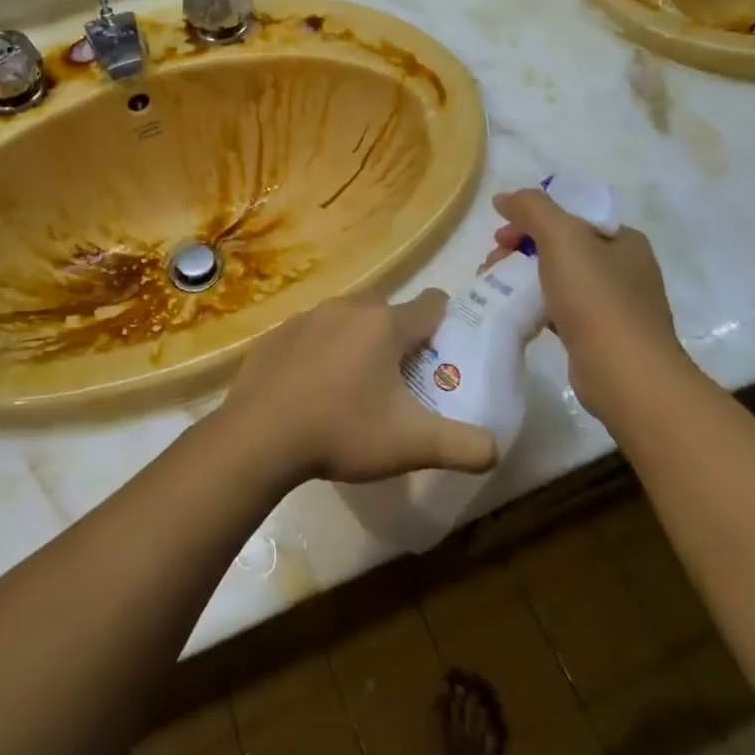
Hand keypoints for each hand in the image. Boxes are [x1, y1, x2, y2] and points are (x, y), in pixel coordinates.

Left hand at [223, 290, 497, 484]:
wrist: (258, 437)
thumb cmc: (342, 432)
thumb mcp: (412, 445)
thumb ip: (464, 446)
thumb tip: (496, 449)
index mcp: (385, 324)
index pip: (432, 305)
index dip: (445, 324)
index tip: (444, 351)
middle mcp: (347, 308)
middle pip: (388, 312)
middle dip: (400, 337)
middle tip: (400, 379)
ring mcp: (307, 317)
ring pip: (347, 320)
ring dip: (358, 342)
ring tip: (354, 386)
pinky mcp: (276, 333)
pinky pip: (311, 334)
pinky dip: (320, 352)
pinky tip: (312, 388)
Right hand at [489, 189, 689, 421]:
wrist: (625, 373)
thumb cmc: (596, 297)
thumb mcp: (562, 237)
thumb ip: (532, 208)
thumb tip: (504, 197)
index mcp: (622, 239)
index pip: (570, 214)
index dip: (531, 218)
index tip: (500, 235)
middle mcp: (624, 267)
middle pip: (561, 246)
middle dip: (520, 249)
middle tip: (492, 263)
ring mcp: (614, 304)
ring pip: (558, 279)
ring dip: (523, 278)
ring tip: (495, 289)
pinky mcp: (600, 336)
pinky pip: (561, 310)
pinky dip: (536, 307)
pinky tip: (518, 315)